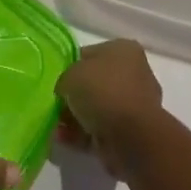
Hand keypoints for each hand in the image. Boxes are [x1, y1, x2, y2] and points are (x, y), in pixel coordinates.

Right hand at [55, 39, 164, 177]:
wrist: (133, 138)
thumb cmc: (103, 92)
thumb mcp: (70, 75)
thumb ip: (64, 80)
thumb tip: (65, 92)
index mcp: (123, 50)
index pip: (91, 54)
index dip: (72, 67)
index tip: (58, 82)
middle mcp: (133, 73)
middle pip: (95, 83)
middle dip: (74, 96)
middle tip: (56, 106)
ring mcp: (134, 105)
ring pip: (98, 108)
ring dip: (76, 118)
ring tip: (56, 127)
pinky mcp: (132, 133)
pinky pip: (101, 129)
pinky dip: (83, 135)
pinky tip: (64, 139)